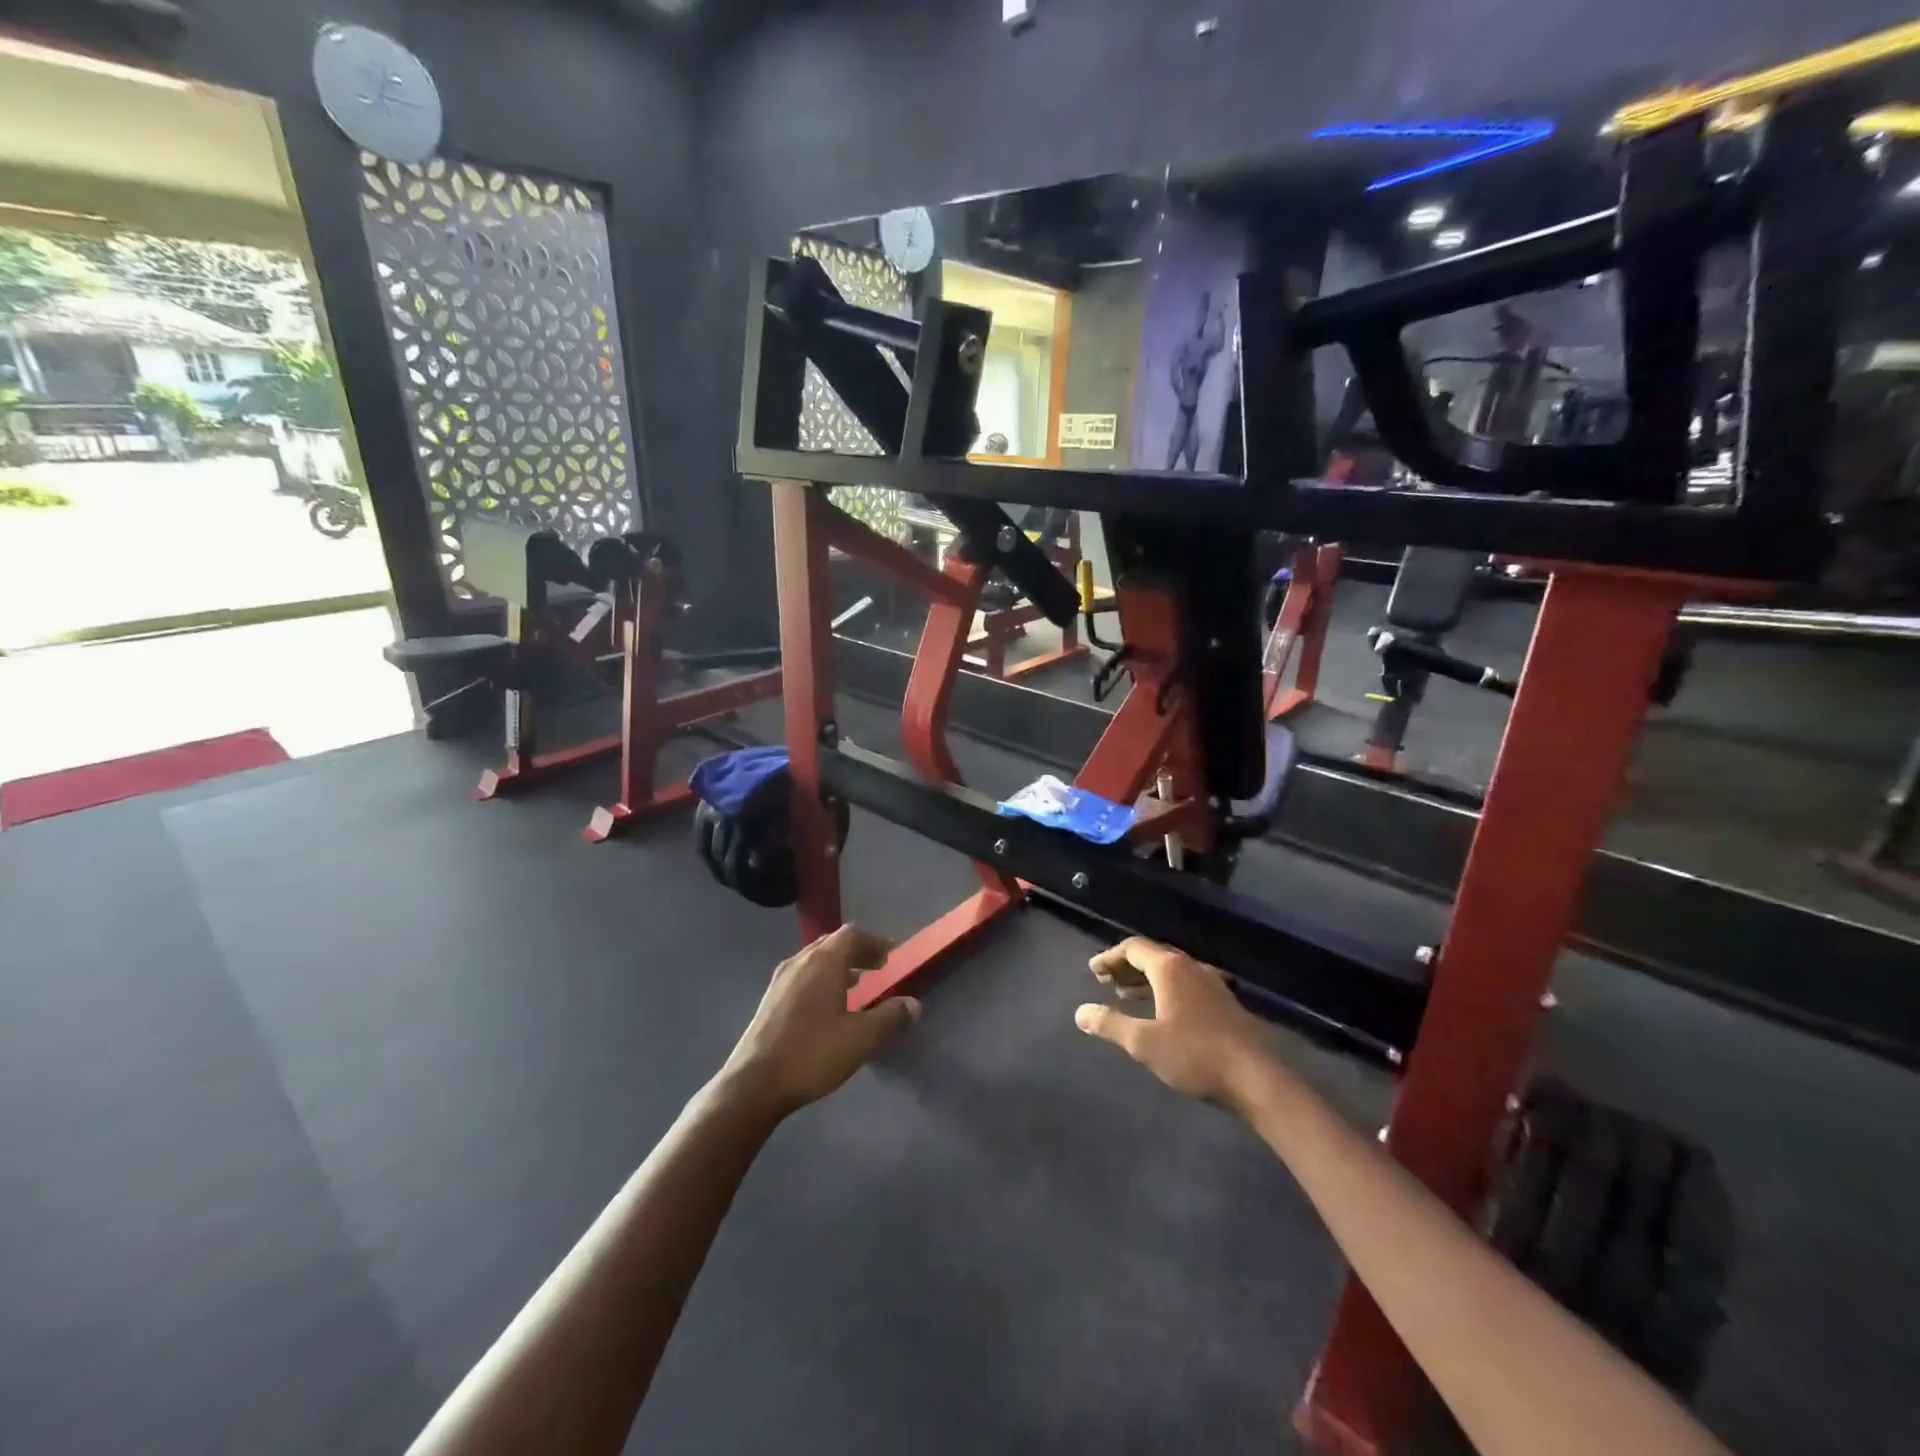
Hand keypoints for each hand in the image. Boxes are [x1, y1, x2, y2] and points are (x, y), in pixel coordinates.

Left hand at [720, 925, 918, 1117]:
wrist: (754, 1083)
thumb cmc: (812, 1053)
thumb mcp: (861, 1038)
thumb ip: (890, 1017)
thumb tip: (914, 1004)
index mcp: (824, 961)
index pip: (852, 935)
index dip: (874, 941)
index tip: (890, 955)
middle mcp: (800, 961)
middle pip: (832, 943)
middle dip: (857, 951)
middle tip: (877, 967)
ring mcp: (781, 980)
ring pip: (815, 959)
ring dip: (838, 965)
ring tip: (856, 984)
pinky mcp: (769, 1000)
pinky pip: (802, 975)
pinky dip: (821, 978)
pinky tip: (827, 1005)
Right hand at [1075, 937, 1268, 1110]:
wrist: (1255, 1077)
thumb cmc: (1194, 1054)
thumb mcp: (1143, 1042)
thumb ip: (1110, 1024)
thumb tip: (1080, 1012)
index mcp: (1169, 968)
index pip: (1133, 948)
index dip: (1109, 957)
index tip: (1093, 971)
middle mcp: (1190, 967)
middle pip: (1152, 956)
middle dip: (1126, 967)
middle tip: (1105, 982)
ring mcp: (1211, 983)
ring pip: (1171, 971)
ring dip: (1145, 979)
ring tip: (1126, 996)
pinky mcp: (1224, 1003)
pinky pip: (1185, 985)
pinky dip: (1165, 990)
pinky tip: (1162, 1012)